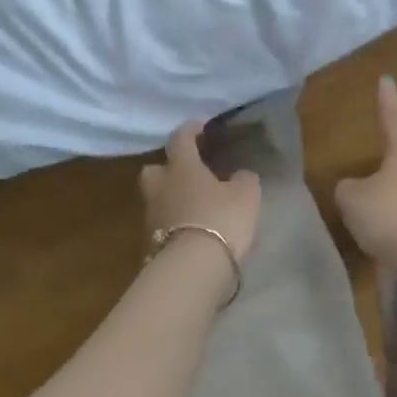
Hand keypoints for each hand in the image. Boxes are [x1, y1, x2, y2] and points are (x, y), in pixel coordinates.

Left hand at [139, 120, 261, 261]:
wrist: (192, 269)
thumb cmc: (221, 219)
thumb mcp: (246, 194)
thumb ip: (243, 179)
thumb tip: (239, 175)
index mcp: (181, 167)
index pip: (181, 139)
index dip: (190, 130)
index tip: (200, 127)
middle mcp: (160, 187)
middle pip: (155, 170)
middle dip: (169, 168)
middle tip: (189, 172)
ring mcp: (151, 217)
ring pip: (158, 198)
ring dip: (172, 198)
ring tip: (195, 205)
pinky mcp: (150, 244)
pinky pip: (163, 225)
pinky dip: (175, 223)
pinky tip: (192, 229)